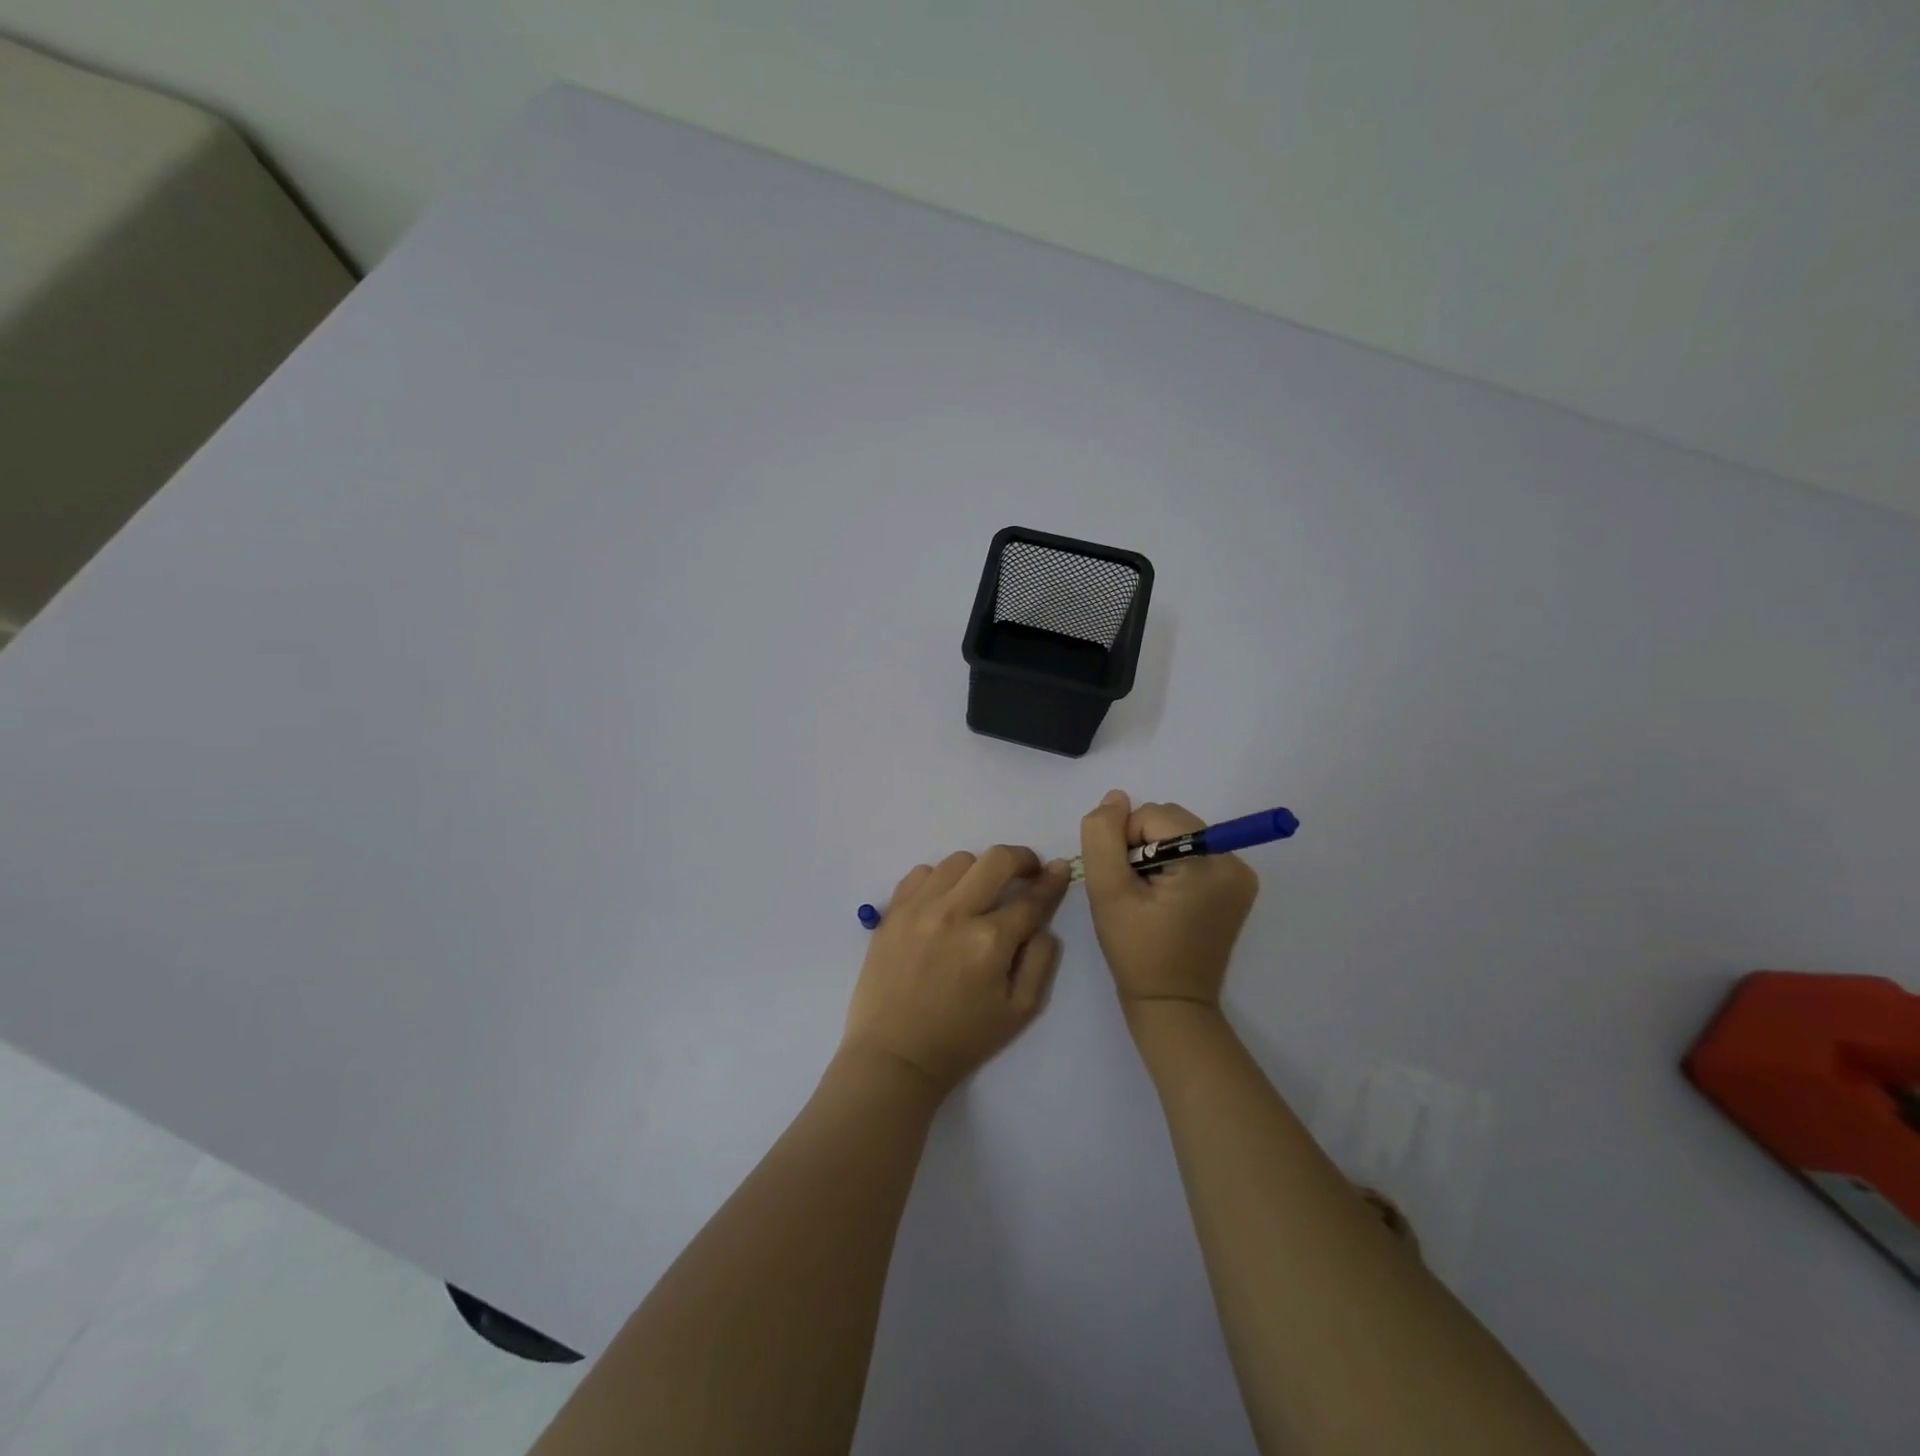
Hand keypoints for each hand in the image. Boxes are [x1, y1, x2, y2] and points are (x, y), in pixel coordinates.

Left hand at [843, 846, 1071, 1093]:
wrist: (896, 1054)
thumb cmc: (963, 1038)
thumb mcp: (1020, 1010)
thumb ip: (1041, 959)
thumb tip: (1044, 921)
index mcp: (990, 941)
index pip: (1032, 898)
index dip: (1052, 881)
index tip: (1060, 869)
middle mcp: (955, 913)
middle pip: (997, 859)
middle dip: (1021, 859)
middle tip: (1027, 871)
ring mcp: (919, 907)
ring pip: (959, 861)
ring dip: (979, 871)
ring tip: (980, 893)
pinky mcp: (893, 910)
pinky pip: (922, 872)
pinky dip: (940, 879)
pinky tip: (944, 901)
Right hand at [1078, 791, 1258, 1012]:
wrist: (1171, 1002)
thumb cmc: (1136, 950)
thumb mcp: (1108, 891)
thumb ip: (1103, 836)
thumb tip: (1115, 798)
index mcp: (1209, 863)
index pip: (1153, 816)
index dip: (1125, 842)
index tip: (1124, 882)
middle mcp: (1234, 862)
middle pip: (1170, 821)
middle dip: (1142, 846)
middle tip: (1135, 891)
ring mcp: (1240, 875)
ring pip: (1179, 833)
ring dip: (1155, 854)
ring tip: (1148, 896)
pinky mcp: (1236, 887)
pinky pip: (1194, 852)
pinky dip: (1173, 865)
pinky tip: (1164, 898)